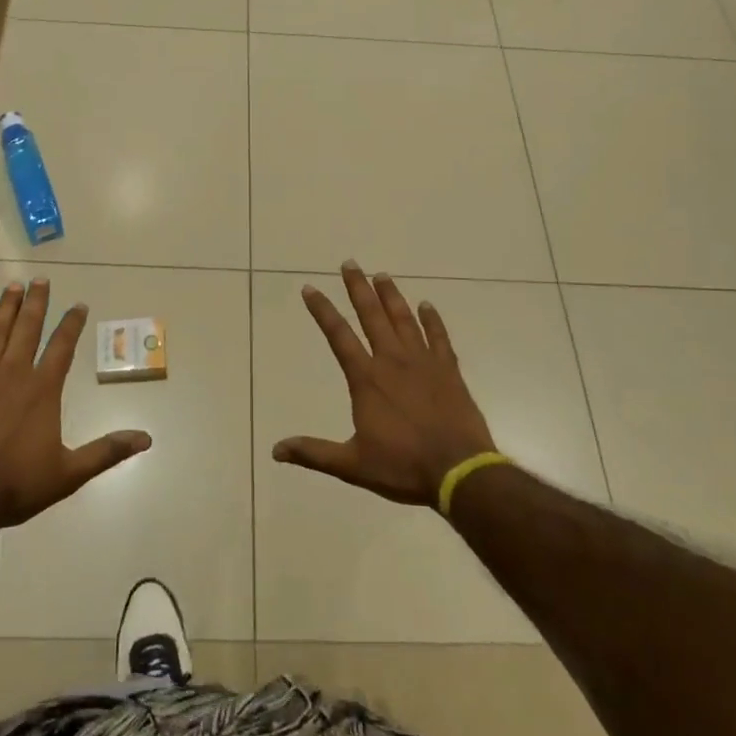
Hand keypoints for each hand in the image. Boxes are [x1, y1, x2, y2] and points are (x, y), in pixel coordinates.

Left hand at [0, 280, 151, 534]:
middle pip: (28, 329)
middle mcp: (14, 373)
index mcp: (43, 389)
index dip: (72, 324)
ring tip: (12, 287)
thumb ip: (107, 452)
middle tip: (40, 280)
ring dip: (5, 309)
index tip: (79, 304)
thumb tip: (147, 439)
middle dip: (36, 303)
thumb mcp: (69, 473)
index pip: (62, 347)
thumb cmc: (16, 485)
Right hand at [274, 263, 497, 507]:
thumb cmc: (403, 467)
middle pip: (372, 316)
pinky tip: (427, 305)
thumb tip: (276, 450)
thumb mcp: (352, 465)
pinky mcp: (449, 371)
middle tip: (349, 263)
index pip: (338, 336)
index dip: (322, 310)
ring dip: (391, 296)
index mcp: (367, 379)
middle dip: (358, 288)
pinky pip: (439, 337)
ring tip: (381, 275)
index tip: (310, 288)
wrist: (459, 472)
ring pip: (404, 319)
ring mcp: (424, 363)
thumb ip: (314, 453)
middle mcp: (392, 361)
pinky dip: (432, 320)